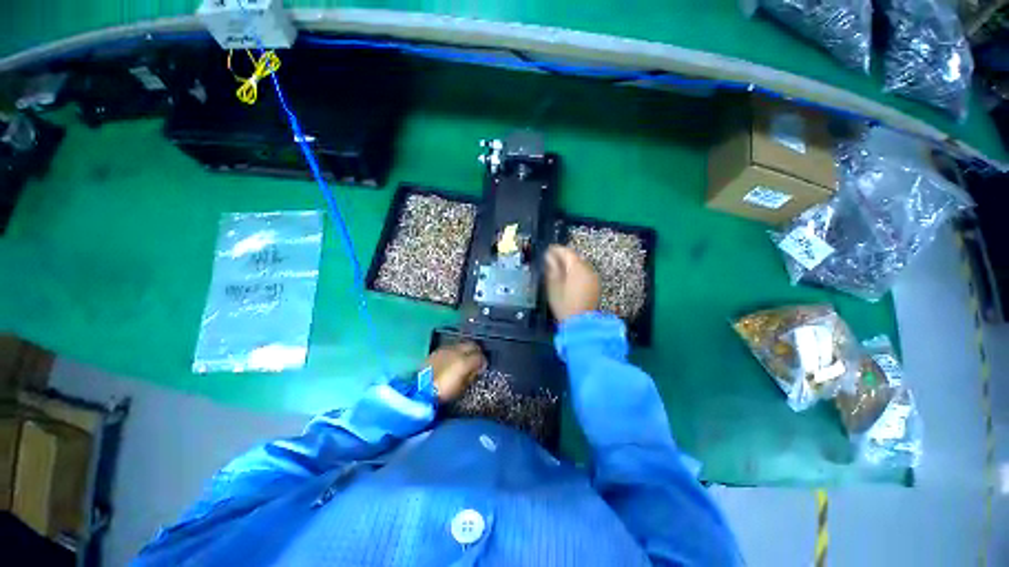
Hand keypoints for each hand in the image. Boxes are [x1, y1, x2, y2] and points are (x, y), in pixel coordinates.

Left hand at [425, 341, 486, 402]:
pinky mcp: (435, 352)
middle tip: (476, 360)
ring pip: (460, 345)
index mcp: (464, 360)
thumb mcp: (462, 386)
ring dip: (464, 351)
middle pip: (470, 345)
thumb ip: (472, 374)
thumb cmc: (444, 391)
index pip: (479, 355)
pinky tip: (452, 361)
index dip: (483, 360)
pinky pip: (449, 349)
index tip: (483, 366)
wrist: (419, 391)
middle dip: (475, 351)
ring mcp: (444, 350)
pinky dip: (454, 353)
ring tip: (464, 360)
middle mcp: (455, 350)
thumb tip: (478, 368)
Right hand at [544, 245, 599, 322]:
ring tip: (559, 269)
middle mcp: (588, 270)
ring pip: (581, 265)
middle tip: (552, 258)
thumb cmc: (564, 305)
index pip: (567, 252)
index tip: (548, 250)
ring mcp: (593, 278)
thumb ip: (551, 269)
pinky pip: (585, 273)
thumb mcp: (552, 286)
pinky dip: (576, 272)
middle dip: (563, 256)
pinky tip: (569, 278)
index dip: (556, 249)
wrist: (580, 322)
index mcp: (577, 268)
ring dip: (570, 264)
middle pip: (575, 257)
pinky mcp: (595, 286)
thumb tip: (549, 258)